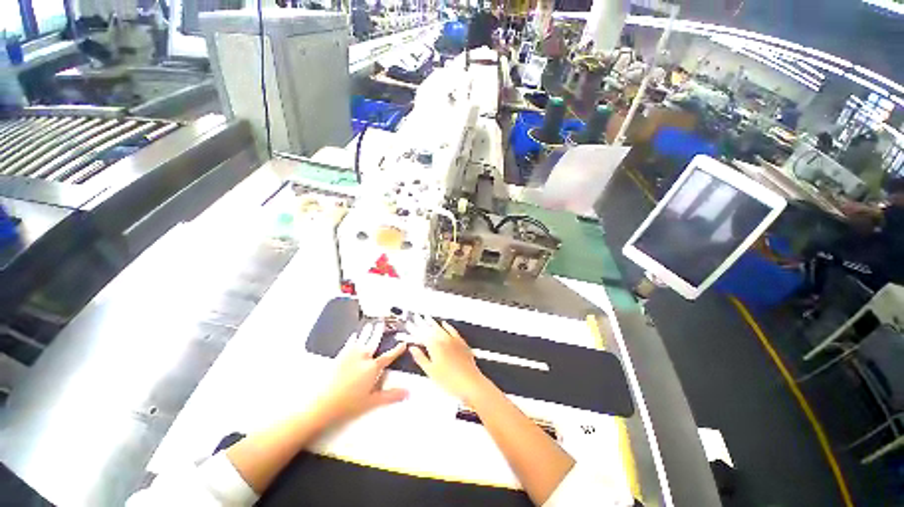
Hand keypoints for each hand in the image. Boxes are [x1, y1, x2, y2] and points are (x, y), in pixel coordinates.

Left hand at [315, 322, 407, 423]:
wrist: (324, 403)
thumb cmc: (349, 403)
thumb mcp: (372, 401)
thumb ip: (391, 395)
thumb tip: (407, 393)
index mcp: (373, 367)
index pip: (389, 356)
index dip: (397, 350)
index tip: (403, 343)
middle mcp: (363, 357)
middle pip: (374, 341)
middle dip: (379, 332)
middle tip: (382, 323)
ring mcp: (351, 355)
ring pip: (362, 339)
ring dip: (367, 331)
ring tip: (370, 324)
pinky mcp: (340, 356)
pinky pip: (349, 343)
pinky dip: (353, 338)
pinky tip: (354, 335)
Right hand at [408, 315, 489, 403]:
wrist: (469, 382)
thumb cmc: (449, 380)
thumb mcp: (430, 371)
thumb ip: (420, 358)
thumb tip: (412, 348)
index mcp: (434, 346)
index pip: (421, 335)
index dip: (414, 329)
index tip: (409, 324)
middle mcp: (443, 340)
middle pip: (430, 329)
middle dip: (422, 322)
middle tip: (416, 317)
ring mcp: (453, 340)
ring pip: (441, 328)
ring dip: (433, 322)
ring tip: (427, 317)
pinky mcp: (461, 342)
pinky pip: (453, 330)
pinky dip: (447, 326)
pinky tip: (444, 323)